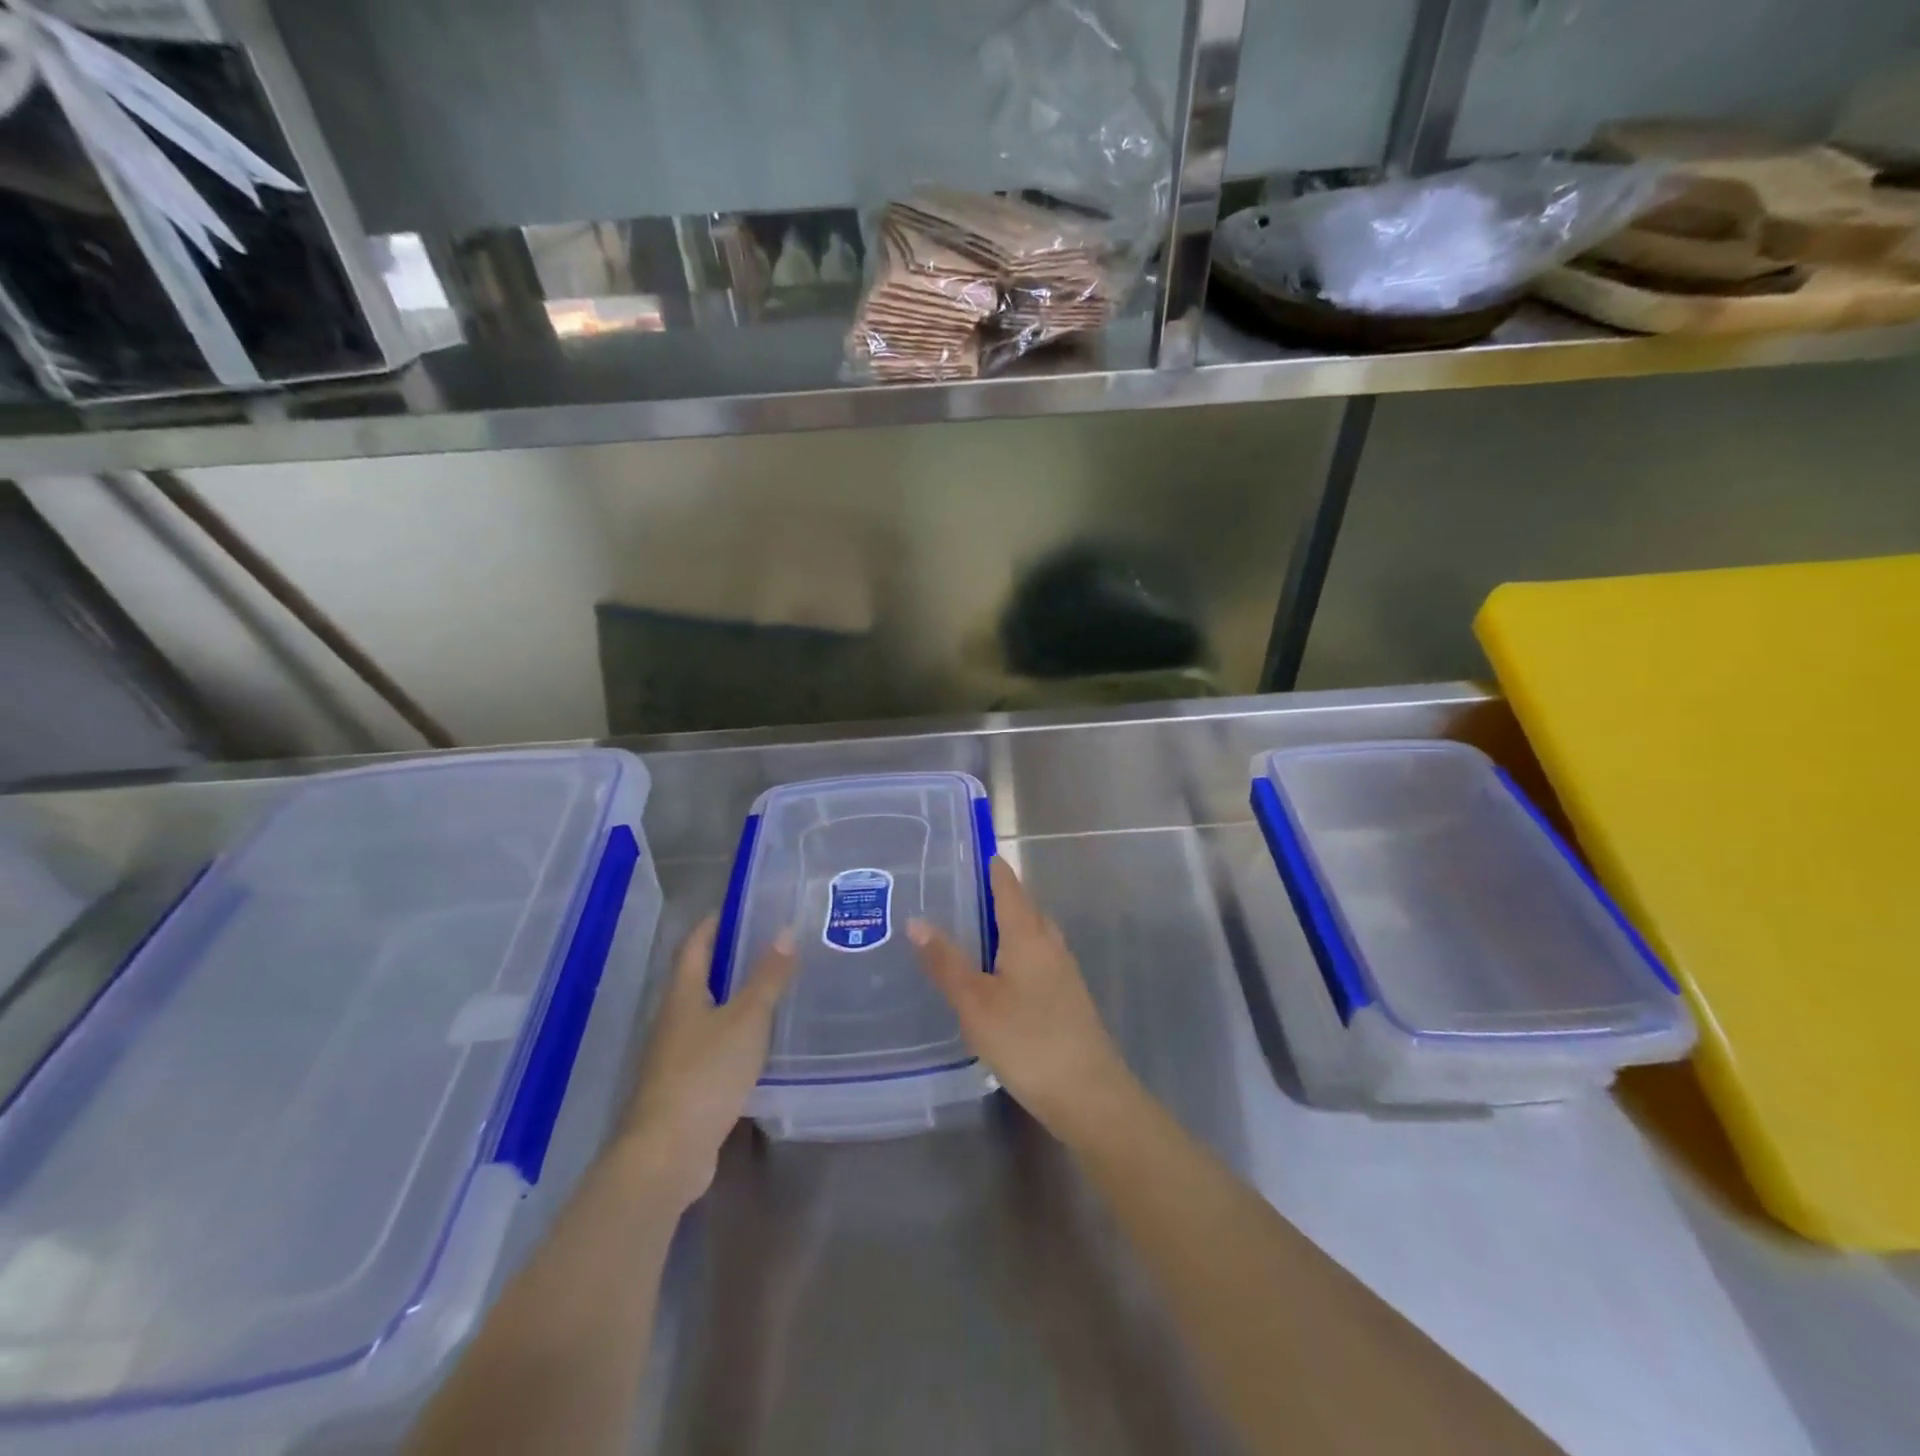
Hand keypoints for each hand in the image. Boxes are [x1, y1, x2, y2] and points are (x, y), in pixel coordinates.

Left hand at [619, 917, 796, 1209]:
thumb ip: (767, 977)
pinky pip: (712, 1047)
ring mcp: (675, 1056)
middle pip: (698, 978)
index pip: (693, 945)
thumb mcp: (746, 1019)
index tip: (739, 907)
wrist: (667, 1152)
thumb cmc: (705, 1073)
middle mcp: (673, 1020)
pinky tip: (760, 1042)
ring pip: (706, 1014)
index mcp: (682, 995)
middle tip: (770, 945)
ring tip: (773, 988)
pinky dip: (734, 1035)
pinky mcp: (685, 1087)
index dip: (712, 923)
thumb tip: (785, 930)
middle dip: (728, 959)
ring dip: (733, 998)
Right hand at [908, 858, 1137, 1140]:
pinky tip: (997, 974)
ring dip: (1005, 926)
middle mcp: (1050, 943)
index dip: (990, 868)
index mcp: (1028, 933)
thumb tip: (916, 920)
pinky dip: (1014, 952)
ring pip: (1031, 934)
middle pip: (1023, 907)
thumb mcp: (975, 1002)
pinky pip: (1036, 958)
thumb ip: (945, 961)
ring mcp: (1063, 970)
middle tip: (956, 893)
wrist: (1088, 1093)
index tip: (965, 855)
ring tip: (970, 930)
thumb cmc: (1027, 1040)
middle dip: (995, 895)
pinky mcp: (1067, 996)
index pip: (1008, 885)